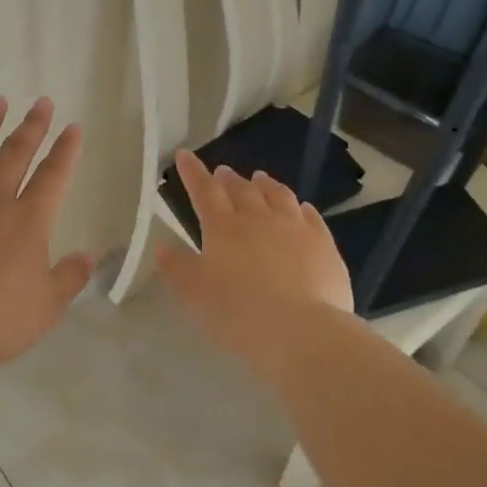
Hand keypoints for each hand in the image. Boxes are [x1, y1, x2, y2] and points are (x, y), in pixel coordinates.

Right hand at [157, 150, 354, 374]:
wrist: (300, 330)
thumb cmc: (237, 313)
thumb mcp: (194, 295)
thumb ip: (177, 268)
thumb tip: (163, 247)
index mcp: (223, 227)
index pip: (204, 191)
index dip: (193, 172)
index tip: (185, 155)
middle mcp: (259, 218)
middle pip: (242, 189)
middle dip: (229, 178)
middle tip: (223, 172)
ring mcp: (295, 228)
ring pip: (279, 195)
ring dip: (266, 184)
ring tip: (260, 178)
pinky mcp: (323, 244)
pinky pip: (311, 216)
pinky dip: (301, 207)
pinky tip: (301, 207)